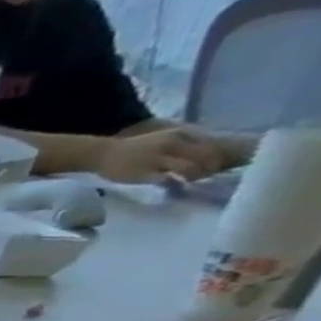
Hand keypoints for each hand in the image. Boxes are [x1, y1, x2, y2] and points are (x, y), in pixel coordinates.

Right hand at [94, 127, 226, 183]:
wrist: (103, 154)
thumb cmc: (132, 149)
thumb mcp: (163, 139)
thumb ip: (182, 145)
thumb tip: (201, 155)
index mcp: (180, 135)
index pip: (210, 146)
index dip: (217, 156)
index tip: (215, 166)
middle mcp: (173, 145)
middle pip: (205, 157)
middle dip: (209, 168)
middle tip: (207, 176)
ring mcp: (159, 160)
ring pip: (190, 168)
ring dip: (194, 177)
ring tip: (190, 181)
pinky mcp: (146, 174)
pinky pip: (169, 180)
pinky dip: (176, 184)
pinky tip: (175, 186)